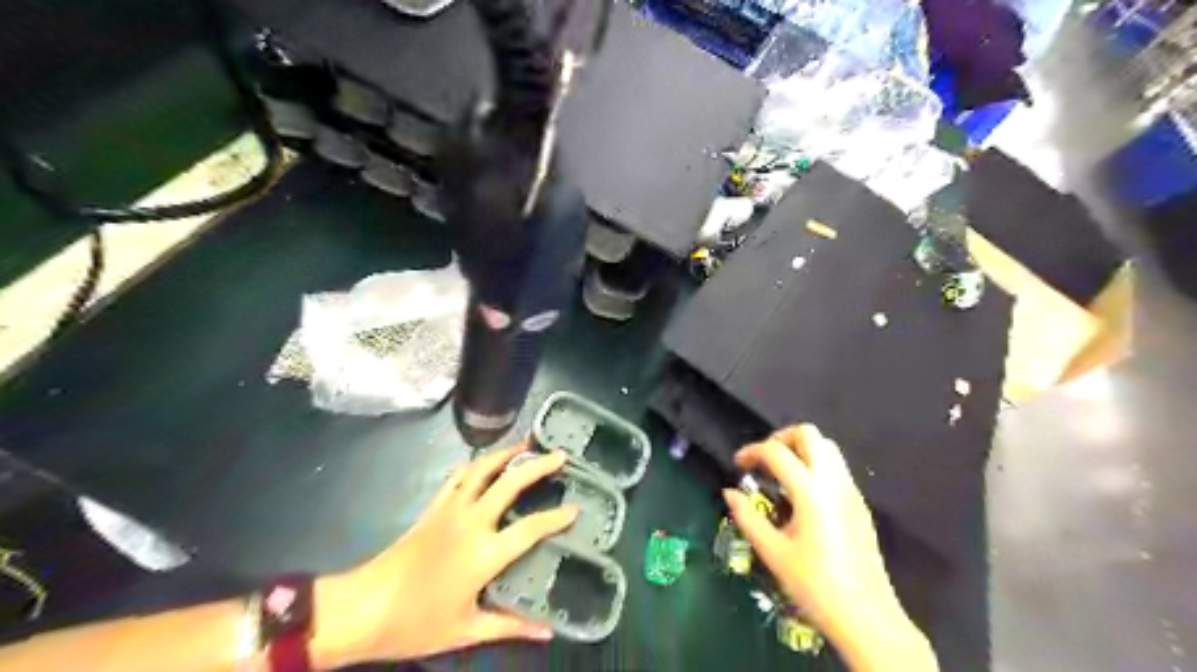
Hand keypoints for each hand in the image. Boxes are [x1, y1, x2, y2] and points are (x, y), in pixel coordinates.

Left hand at [310, 444, 577, 669]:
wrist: (365, 607)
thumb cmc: (417, 622)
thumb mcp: (468, 629)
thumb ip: (511, 626)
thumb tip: (547, 632)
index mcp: (485, 553)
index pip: (531, 528)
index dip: (557, 518)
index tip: (576, 508)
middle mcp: (472, 522)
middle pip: (510, 484)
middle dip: (538, 466)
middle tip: (559, 455)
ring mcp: (451, 510)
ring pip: (483, 470)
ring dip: (507, 454)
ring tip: (526, 445)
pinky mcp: (433, 507)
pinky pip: (458, 477)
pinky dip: (476, 464)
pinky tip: (487, 462)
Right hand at [718, 425, 934, 671]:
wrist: (867, 616)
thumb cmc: (815, 586)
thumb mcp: (773, 553)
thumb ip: (748, 517)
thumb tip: (729, 493)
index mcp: (810, 491)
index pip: (776, 452)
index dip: (752, 451)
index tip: (738, 465)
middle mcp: (833, 481)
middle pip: (809, 434)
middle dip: (781, 438)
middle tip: (764, 460)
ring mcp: (851, 490)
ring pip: (827, 447)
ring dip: (801, 449)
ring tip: (781, 473)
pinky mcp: (860, 503)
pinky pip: (837, 466)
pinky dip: (816, 464)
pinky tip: (802, 493)